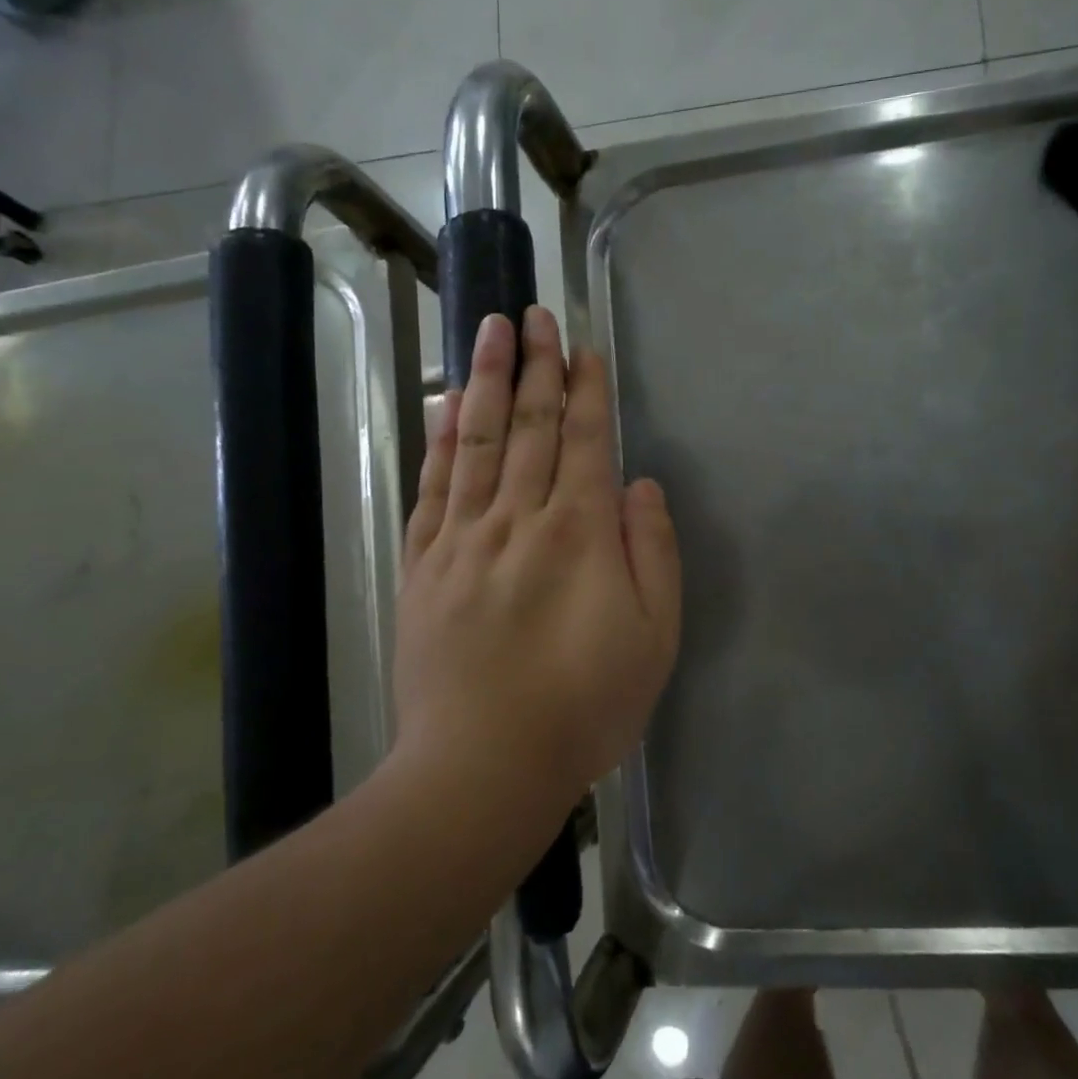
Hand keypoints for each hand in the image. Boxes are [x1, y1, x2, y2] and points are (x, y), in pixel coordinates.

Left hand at [393, 307, 680, 816]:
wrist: (483, 765)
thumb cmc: (584, 706)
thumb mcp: (654, 637)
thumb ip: (653, 553)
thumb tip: (639, 486)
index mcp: (579, 533)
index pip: (583, 441)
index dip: (586, 390)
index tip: (583, 347)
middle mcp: (518, 519)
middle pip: (527, 425)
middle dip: (534, 365)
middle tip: (532, 313)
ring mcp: (463, 538)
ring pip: (475, 441)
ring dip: (484, 380)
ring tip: (488, 330)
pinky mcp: (423, 565)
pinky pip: (431, 487)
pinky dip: (438, 440)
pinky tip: (441, 405)